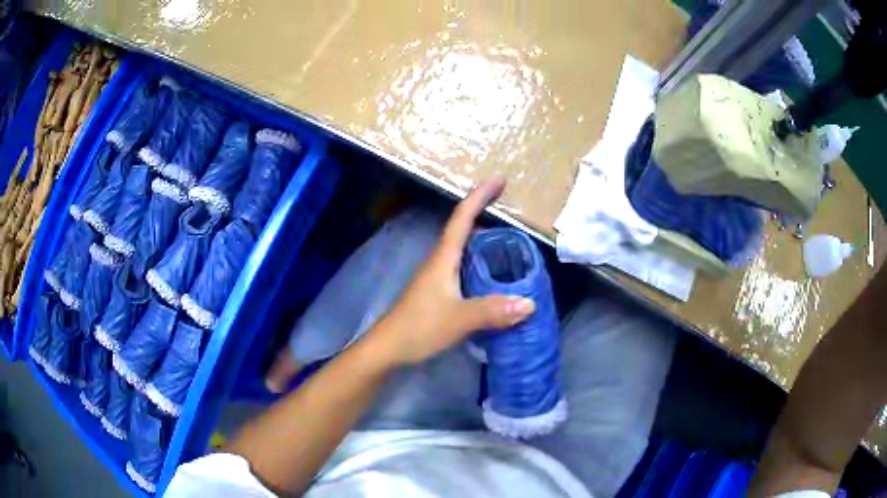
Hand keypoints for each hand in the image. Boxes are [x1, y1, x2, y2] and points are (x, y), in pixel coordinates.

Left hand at [368, 178, 536, 365]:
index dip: (480, 195)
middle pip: (464, 229)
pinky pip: (465, 268)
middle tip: (513, 213)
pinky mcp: (439, 291)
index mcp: (444, 258)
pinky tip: (495, 278)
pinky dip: (482, 264)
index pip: (462, 217)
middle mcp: (440, 261)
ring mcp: (438, 276)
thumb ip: (492, 311)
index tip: (500, 179)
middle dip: (486, 214)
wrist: (388, 347)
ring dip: (485, 241)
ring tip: (512, 245)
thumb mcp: (458, 319)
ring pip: (465, 250)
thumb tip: (529, 303)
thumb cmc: (419, 327)